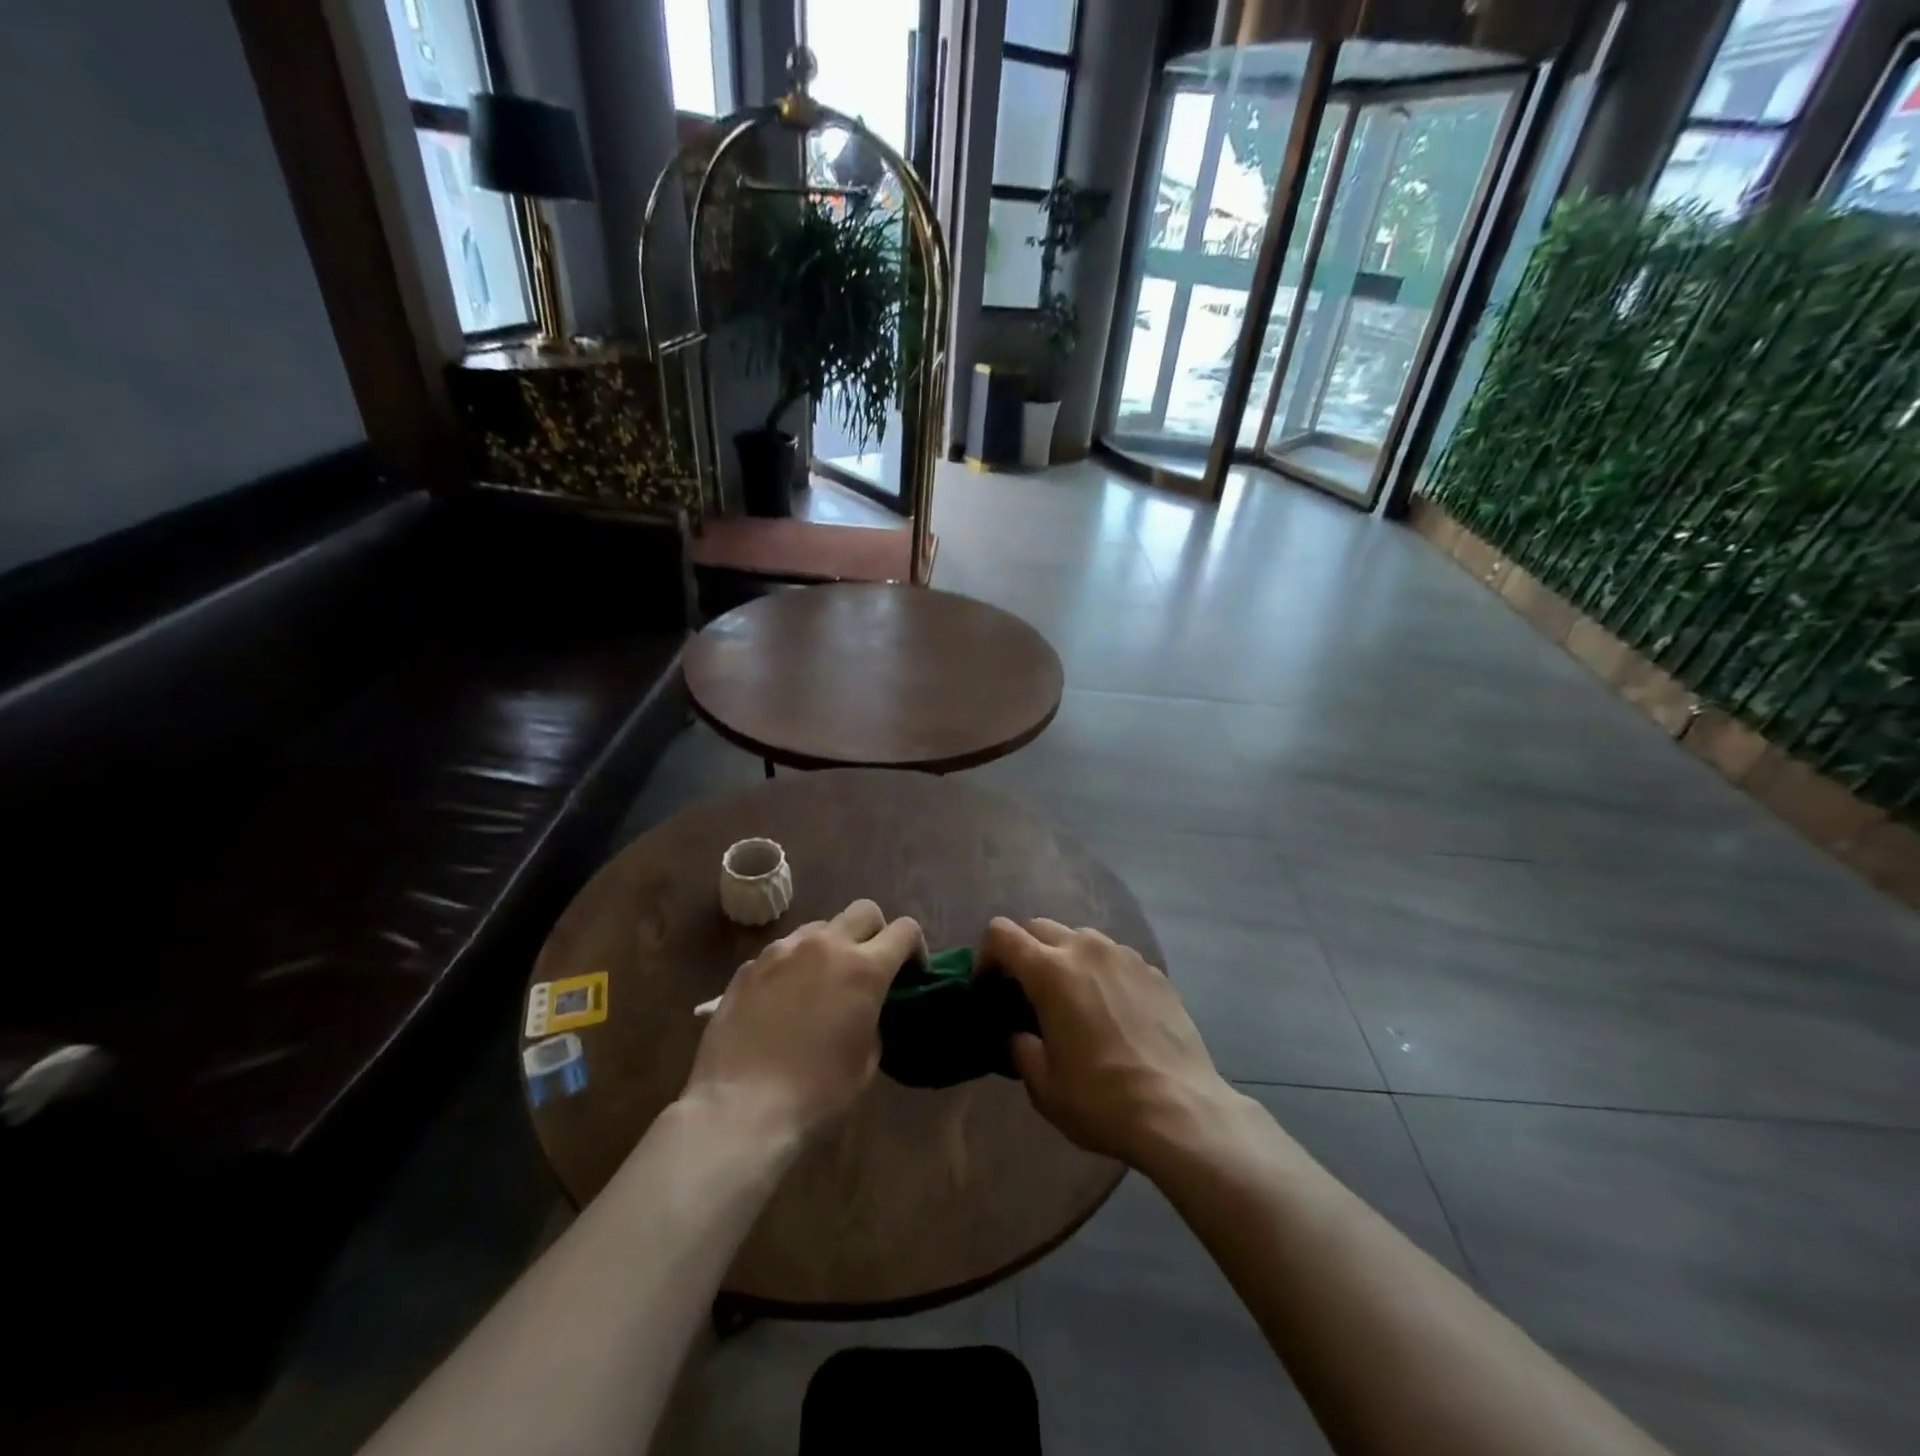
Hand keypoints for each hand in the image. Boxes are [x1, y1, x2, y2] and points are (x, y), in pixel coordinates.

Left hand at [682, 900, 923, 1141]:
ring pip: (820, 926)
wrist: (740, 1109)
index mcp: (864, 968)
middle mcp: (825, 945)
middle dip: (876, 932)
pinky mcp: (748, 966)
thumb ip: (874, 1020)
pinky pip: (783, 951)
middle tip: (870, 968)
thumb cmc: (815, 1094)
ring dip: (832, 945)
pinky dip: (794, 965)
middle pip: (864, 910)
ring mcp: (782, 951)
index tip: (911, 974)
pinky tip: (784, 1001)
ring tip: (823, 982)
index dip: (915, 948)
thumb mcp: (866, 1062)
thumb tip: (865, 1008)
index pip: (905, 930)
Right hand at [980, 917, 1233, 1168]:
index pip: (1001, 934)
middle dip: (1024, 953)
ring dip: (1063, 957)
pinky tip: (1111, 1010)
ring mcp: (1123, 955)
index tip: (990, 988)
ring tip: (1071, 999)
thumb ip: (1020, 1048)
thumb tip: (1018, 1034)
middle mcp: (1086, 948)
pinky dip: (1099, 971)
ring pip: (1079, 937)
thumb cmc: (1102, 1100)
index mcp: (1050, 971)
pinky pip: (1113, 956)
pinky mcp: (1153, 970)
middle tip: (1026, 994)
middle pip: (1039, 927)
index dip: (986, 956)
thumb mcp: (1043, 1085)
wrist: (1181, 1111)